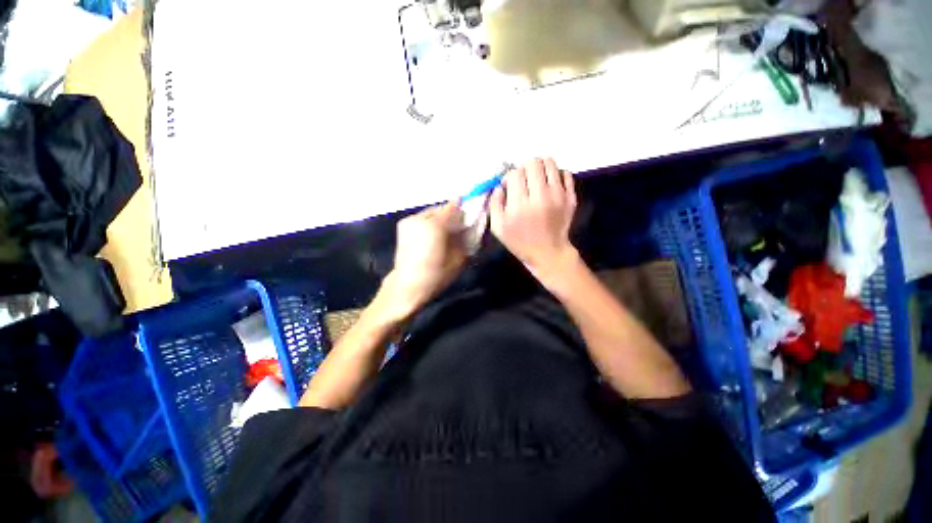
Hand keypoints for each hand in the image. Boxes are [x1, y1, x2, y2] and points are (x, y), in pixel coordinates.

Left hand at [380, 201, 466, 319]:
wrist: (408, 285)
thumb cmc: (436, 274)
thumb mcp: (459, 258)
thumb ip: (467, 238)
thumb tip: (472, 227)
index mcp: (435, 225)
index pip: (454, 207)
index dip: (464, 208)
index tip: (472, 212)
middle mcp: (420, 218)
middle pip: (442, 209)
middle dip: (452, 214)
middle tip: (460, 225)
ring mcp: (409, 220)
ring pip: (431, 213)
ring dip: (441, 219)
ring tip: (446, 232)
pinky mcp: (403, 225)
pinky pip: (422, 218)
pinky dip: (430, 223)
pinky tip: (433, 235)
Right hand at [490, 158, 577, 287]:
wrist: (548, 253)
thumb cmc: (520, 242)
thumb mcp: (498, 227)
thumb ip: (494, 204)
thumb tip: (500, 185)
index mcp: (520, 205)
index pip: (514, 174)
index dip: (509, 177)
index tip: (509, 186)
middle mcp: (540, 196)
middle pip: (533, 163)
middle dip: (524, 168)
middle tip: (523, 179)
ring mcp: (558, 196)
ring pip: (550, 163)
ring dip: (540, 167)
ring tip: (536, 178)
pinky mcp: (571, 197)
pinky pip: (565, 173)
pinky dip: (556, 174)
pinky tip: (550, 184)